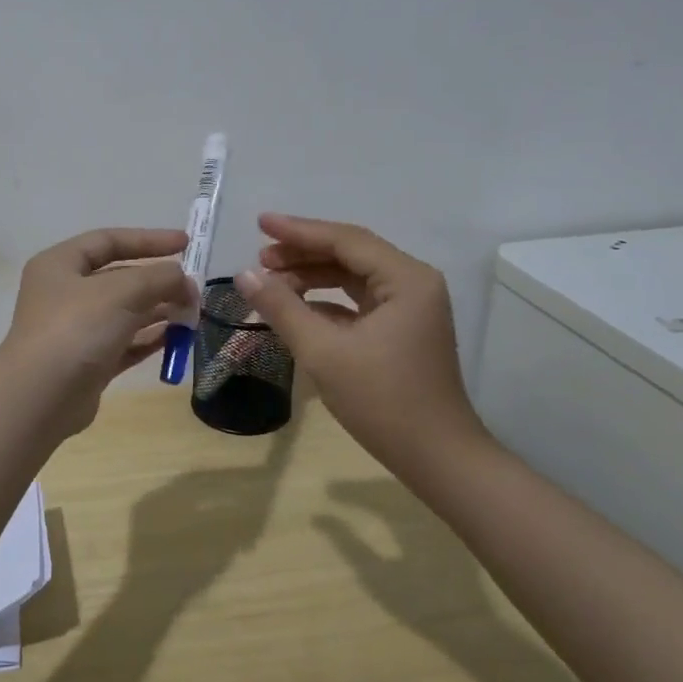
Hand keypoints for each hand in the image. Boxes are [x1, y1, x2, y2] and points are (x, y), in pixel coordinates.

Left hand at [0, 227, 195, 434]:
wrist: (40, 398)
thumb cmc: (76, 328)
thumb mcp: (122, 291)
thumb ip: (159, 278)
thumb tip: (184, 280)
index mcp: (60, 264)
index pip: (109, 241)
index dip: (148, 239)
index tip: (186, 243)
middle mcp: (64, 293)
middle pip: (119, 277)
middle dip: (158, 280)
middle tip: (195, 289)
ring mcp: (75, 330)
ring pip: (124, 312)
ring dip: (159, 310)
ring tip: (193, 313)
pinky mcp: (88, 363)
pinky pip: (125, 343)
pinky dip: (149, 338)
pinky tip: (177, 338)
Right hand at [232, 214, 490, 479]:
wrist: (438, 459)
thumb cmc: (383, 400)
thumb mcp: (323, 352)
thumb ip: (282, 308)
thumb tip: (244, 274)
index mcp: (405, 279)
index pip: (345, 240)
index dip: (298, 231)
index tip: (259, 223)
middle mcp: (413, 283)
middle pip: (350, 254)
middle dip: (302, 254)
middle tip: (259, 258)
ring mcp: (410, 308)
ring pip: (352, 277)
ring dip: (312, 277)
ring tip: (270, 281)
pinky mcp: (401, 331)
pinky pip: (357, 302)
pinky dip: (325, 301)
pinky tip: (294, 308)